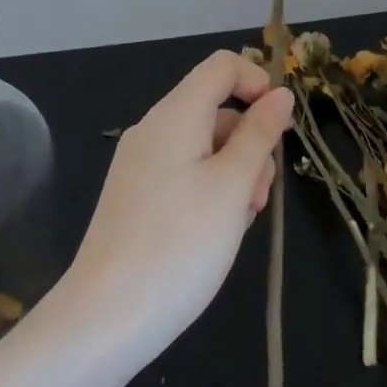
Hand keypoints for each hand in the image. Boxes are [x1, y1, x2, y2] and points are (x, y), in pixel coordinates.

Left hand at [62, 51, 292, 357]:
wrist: (106, 320)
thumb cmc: (180, 244)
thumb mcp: (233, 185)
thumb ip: (259, 134)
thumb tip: (280, 95)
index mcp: (175, 115)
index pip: (222, 67)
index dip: (258, 83)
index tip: (280, 127)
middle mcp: (154, 130)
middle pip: (217, 110)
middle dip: (251, 142)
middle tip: (260, 195)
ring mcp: (142, 165)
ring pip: (206, 147)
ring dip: (236, 173)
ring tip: (240, 222)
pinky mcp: (137, 197)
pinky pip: (186, 174)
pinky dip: (211, 191)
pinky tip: (218, 232)